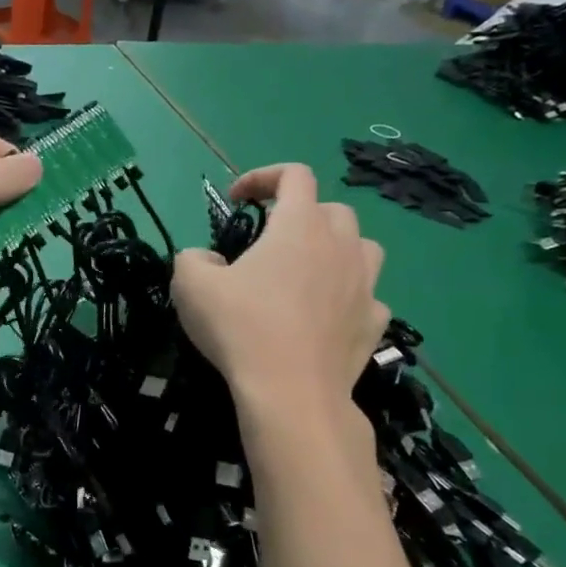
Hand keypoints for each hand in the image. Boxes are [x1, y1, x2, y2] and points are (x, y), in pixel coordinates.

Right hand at [172, 163, 387, 403]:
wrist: (290, 393)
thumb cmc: (240, 328)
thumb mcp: (190, 285)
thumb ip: (192, 258)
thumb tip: (206, 260)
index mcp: (299, 225)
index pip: (294, 174)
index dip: (262, 177)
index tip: (236, 200)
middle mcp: (341, 245)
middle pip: (332, 208)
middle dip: (300, 214)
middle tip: (269, 241)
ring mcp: (366, 285)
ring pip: (362, 247)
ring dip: (335, 249)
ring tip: (307, 271)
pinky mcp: (375, 323)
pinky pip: (367, 295)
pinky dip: (347, 295)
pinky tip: (325, 315)